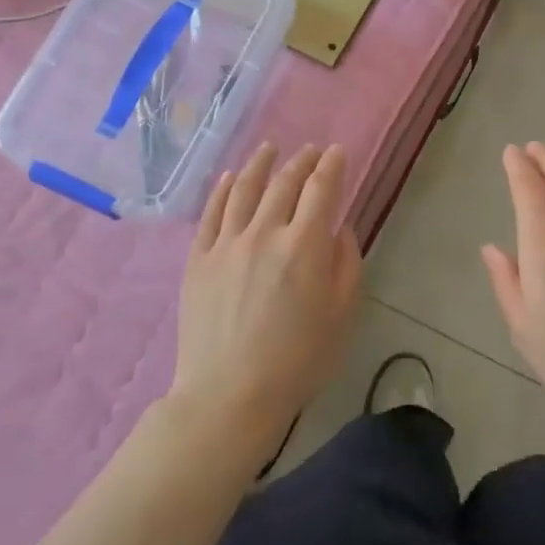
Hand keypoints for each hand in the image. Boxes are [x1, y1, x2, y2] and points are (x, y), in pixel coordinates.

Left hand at [172, 143, 362, 443]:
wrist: (229, 395)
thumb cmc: (298, 360)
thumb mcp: (341, 314)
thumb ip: (346, 264)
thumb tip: (339, 229)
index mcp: (305, 245)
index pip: (322, 189)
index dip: (332, 165)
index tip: (337, 152)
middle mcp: (265, 232)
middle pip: (284, 183)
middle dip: (301, 161)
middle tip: (310, 151)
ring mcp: (227, 243)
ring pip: (244, 189)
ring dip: (260, 164)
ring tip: (270, 149)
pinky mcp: (199, 259)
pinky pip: (210, 213)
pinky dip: (221, 190)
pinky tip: (228, 178)